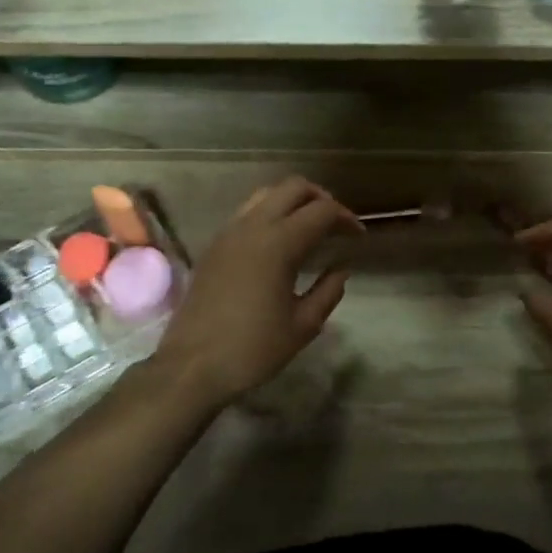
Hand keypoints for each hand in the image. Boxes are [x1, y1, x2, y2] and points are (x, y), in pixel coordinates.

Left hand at [156, 177, 361, 407]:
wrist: (192, 365)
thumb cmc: (253, 349)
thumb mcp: (303, 325)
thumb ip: (328, 291)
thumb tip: (341, 268)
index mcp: (278, 243)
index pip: (322, 211)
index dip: (346, 218)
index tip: (359, 237)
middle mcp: (253, 226)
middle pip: (293, 188)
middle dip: (321, 198)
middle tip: (336, 225)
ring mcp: (229, 232)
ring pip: (267, 194)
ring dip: (293, 201)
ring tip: (310, 228)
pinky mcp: (214, 245)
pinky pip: (247, 212)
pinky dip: (270, 213)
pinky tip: (279, 242)